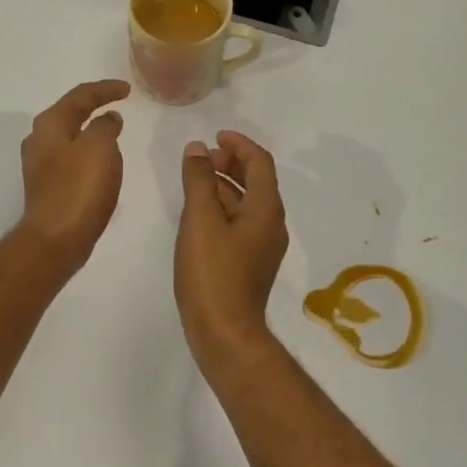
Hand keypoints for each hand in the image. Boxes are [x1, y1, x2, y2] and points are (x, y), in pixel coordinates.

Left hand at [18, 79, 129, 274]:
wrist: (56, 238)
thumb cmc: (79, 188)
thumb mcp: (100, 148)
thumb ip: (105, 126)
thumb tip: (108, 119)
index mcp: (50, 124)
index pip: (80, 95)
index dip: (105, 89)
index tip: (127, 90)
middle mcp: (39, 140)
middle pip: (69, 113)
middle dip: (93, 106)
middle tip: (117, 104)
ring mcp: (40, 165)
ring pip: (69, 136)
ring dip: (90, 130)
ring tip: (112, 130)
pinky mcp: (47, 186)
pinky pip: (70, 158)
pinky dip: (87, 152)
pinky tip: (99, 161)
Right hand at [176, 130, 288, 366]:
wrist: (224, 331)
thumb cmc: (212, 272)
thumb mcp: (201, 219)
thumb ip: (200, 179)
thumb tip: (198, 148)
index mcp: (266, 209)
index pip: (260, 162)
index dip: (239, 143)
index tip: (215, 136)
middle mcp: (271, 224)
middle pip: (256, 181)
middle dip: (231, 162)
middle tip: (204, 156)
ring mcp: (261, 246)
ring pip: (245, 203)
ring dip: (224, 185)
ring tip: (195, 179)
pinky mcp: (249, 263)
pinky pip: (239, 223)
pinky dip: (222, 208)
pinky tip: (199, 214)